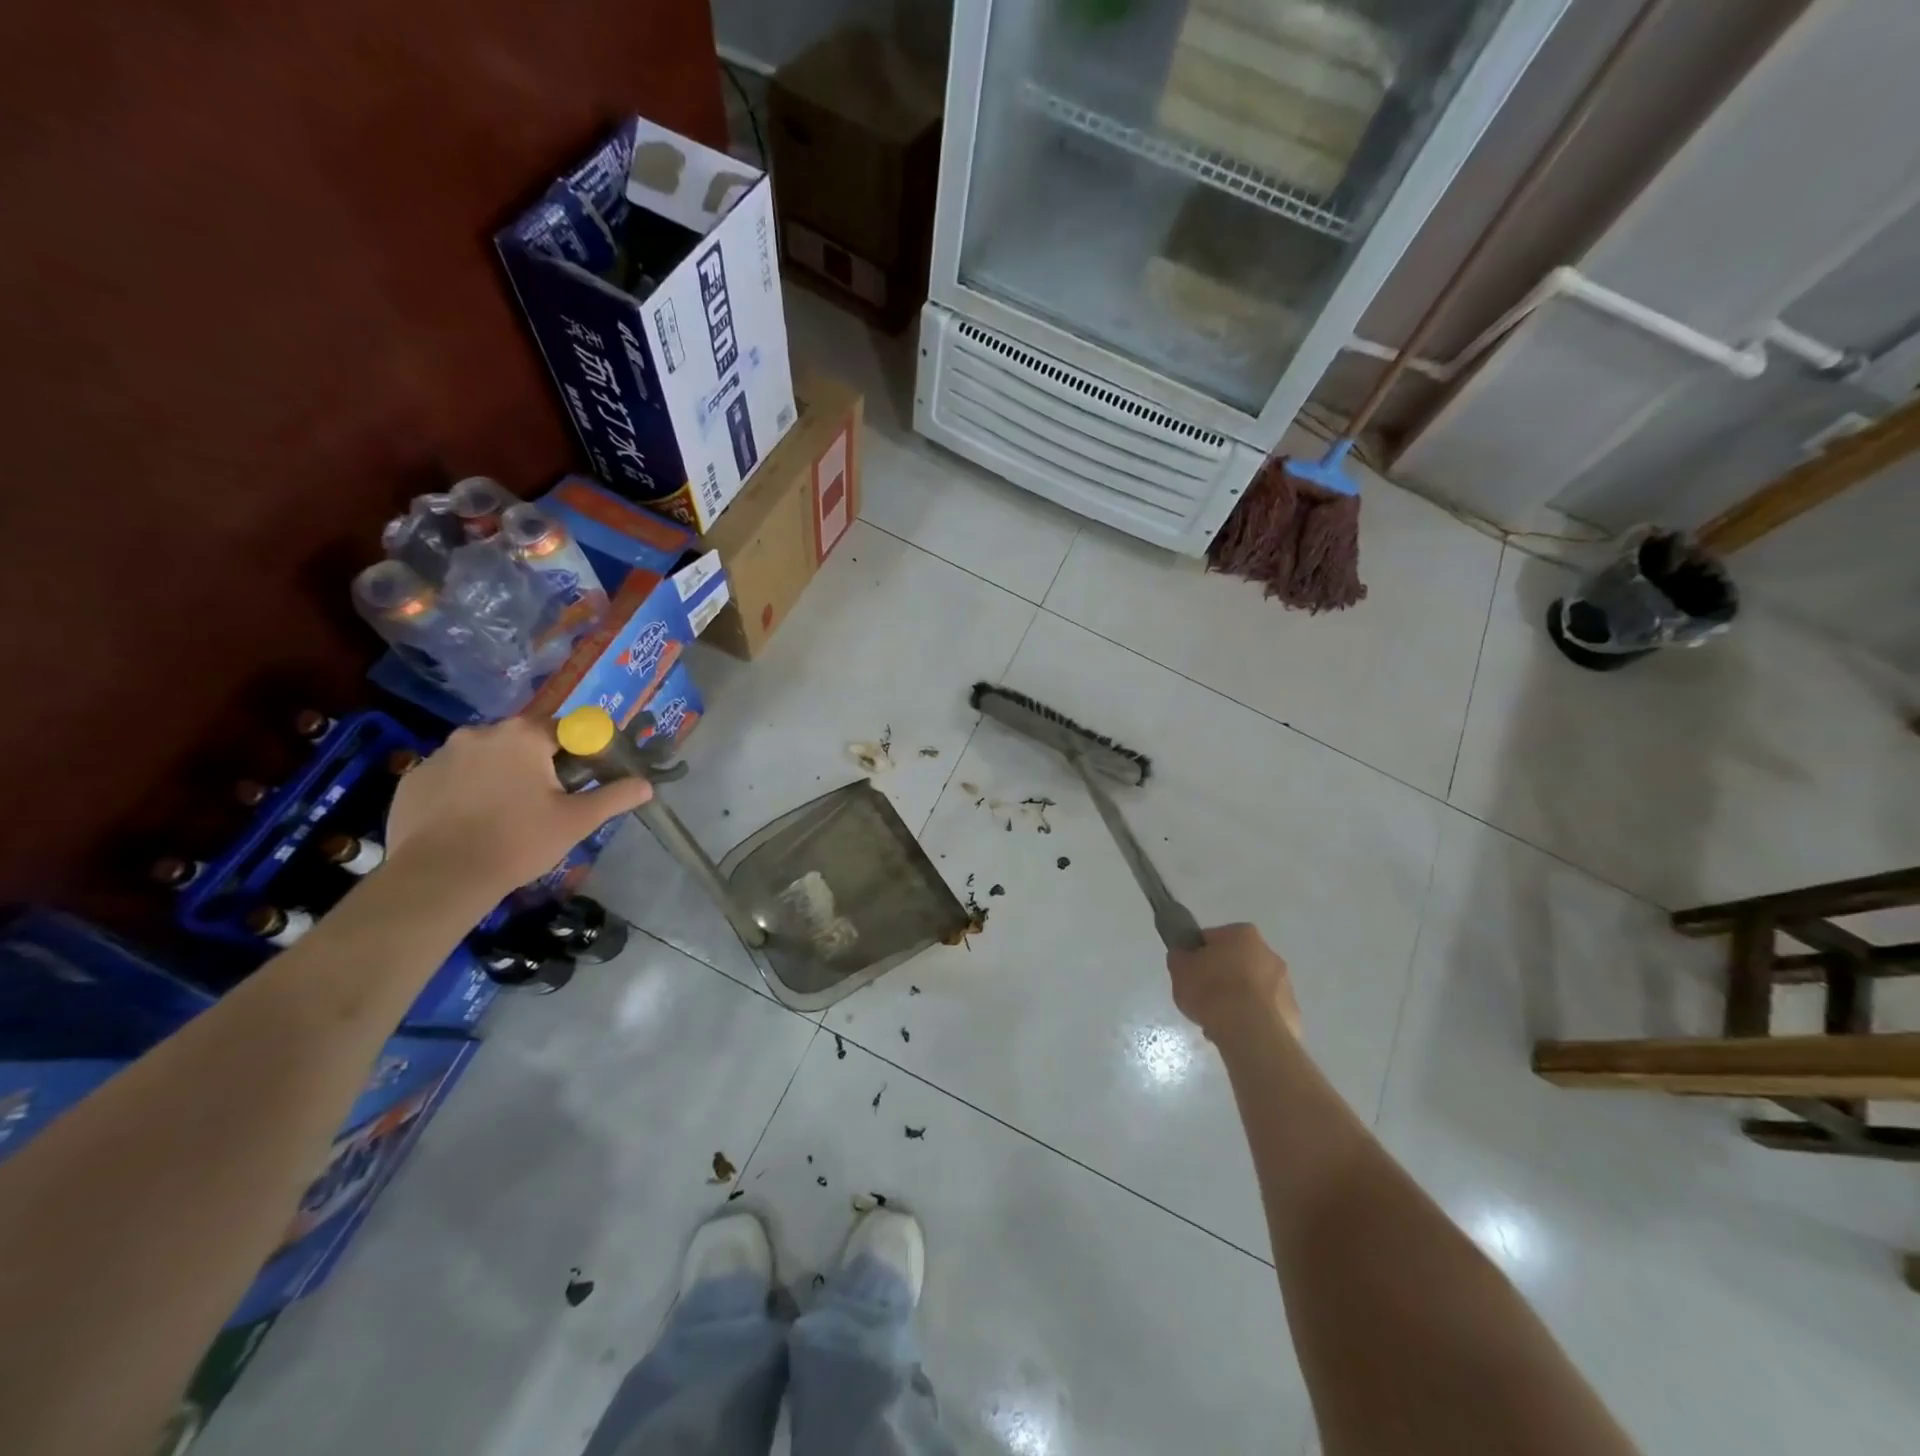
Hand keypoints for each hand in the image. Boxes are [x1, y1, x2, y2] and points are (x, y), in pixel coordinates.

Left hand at [384, 718, 651, 895]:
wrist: (439, 878)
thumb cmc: (518, 841)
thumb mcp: (577, 821)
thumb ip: (615, 796)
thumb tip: (646, 785)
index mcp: (524, 736)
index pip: (566, 729)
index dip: (581, 752)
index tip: (583, 780)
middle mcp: (480, 733)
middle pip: (523, 741)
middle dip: (538, 763)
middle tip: (546, 801)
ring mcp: (440, 754)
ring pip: (485, 757)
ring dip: (499, 774)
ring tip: (505, 814)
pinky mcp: (413, 779)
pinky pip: (451, 776)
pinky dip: (464, 790)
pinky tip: (470, 821)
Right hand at [1166, 923, 1302, 1045]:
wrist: (1250, 1033)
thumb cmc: (1212, 991)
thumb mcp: (1179, 969)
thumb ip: (1180, 957)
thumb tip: (1185, 955)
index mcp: (1242, 934)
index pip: (1213, 939)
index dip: (1198, 956)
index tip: (1189, 973)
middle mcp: (1269, 953)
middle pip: (1237, 963)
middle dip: (1222, 978)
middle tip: (1203, 998)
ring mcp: (1285, 985)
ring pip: (1253, 989)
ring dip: (1238, 1001)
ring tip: (1218, 1023)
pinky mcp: (1292, 1014)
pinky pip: (1265, 1013)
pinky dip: (1252, 1020)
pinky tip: (1236, 1034)